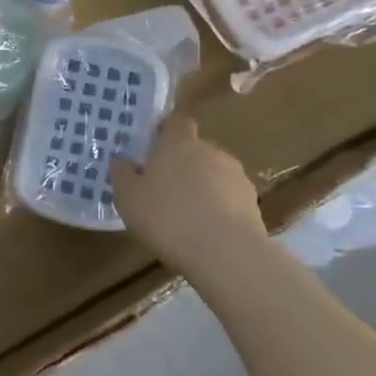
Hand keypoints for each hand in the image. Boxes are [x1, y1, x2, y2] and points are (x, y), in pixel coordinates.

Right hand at [111, 116, 265, 271]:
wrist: (226, 253)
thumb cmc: (167, 217)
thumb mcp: (128, 197)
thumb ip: (123, 174)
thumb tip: (123, 161)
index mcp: (179, 143)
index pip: (176, 122)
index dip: (166, 132)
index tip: (154, 149)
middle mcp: (210, 151)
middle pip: (196, 150)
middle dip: (183, 164)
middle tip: (164, 190)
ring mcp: (236, 176)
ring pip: (214, 174)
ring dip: (203, 188)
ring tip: (187, 216)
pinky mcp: (253, 203)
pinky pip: (230, 199)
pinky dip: (220, 209)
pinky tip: (207, 232)